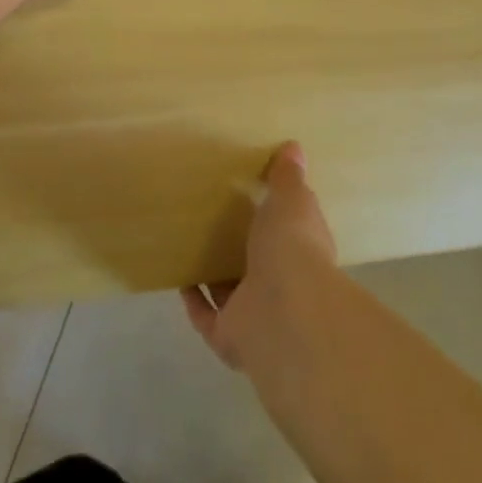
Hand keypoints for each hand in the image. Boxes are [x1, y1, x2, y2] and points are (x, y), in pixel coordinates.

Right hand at [183, 143, 337, 370]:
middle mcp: (284, 287)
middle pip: (258, 265)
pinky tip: (178, 274)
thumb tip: (294, 147)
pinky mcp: (228, 335)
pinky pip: (205, 315)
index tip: (252, 197)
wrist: (284, 310)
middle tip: (213, 218)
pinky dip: (193, 298)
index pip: (291, 234)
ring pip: (232, 292)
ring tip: (189, 244)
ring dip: (214, 274)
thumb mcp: (291, 200)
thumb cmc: (292, 246)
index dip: (276, 218)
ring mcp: (255, 314)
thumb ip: (287, 177)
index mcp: (304, 253)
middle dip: (240, 247)